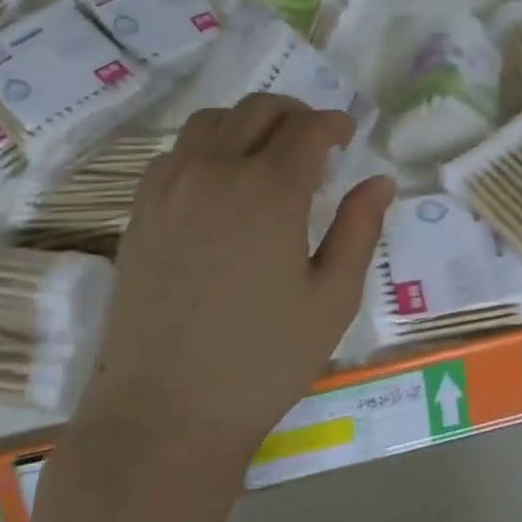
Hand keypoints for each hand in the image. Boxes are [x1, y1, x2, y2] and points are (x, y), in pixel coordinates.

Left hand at [78, 94, 393, 469]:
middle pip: (258, 109)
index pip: (308, 128)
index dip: (334, 123)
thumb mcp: (332, 299)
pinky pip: (176, 151)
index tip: (348, 134)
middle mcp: (217, 171)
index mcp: (270, 190)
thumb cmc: (262, 360)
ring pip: (212, 120)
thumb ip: (360, 230)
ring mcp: (171, 186)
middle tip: (315, 139)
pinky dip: (206, 146)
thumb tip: (380, 181)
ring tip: (266, 151)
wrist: (164, 412)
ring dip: (247, 122)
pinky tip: (218, 180)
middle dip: (295, 113)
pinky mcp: (141, 209)